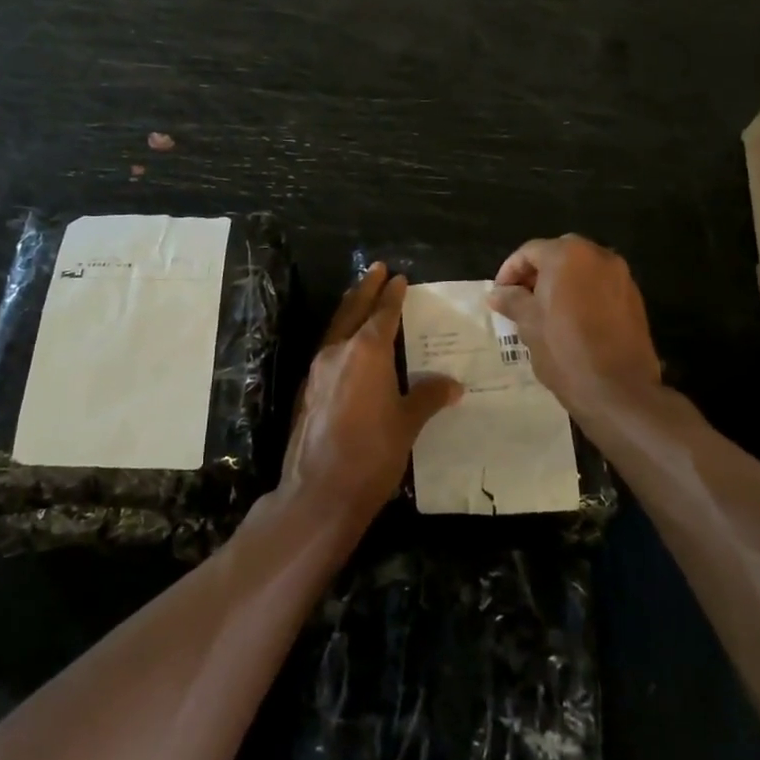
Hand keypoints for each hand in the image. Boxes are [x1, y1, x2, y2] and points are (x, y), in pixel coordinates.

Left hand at [278, 263, 462, 529]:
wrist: (319, 491)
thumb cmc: (372, 454)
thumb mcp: (408, 424)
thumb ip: (427, 397)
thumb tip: (452, 384)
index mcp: (367, 351)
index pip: (383, 313)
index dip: (392, 295)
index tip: (399, 278)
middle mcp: (338, 351)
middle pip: (353, 310)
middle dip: (366, 288)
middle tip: (376, 268)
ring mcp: (317, 370)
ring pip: (336, 328)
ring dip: (350, 310)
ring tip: (360, 298)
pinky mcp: (307, 390)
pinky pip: (327, 351)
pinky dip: (340, 337)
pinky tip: (346, 347)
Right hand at [488, 235, 662, 424]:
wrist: (618, 390)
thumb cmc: (565, 351)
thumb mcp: (528, 324)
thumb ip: (511, 300)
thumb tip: (497, 293)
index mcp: (568, 255)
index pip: (529, 252)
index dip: (509, 272)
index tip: (499, 295)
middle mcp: (598, 256)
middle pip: (558, 255)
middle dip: (537, 273)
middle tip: (520, 299)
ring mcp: (621, 276)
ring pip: (582, 270)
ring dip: (561, 283)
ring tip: (544, 312)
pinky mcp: (634, 299)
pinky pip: (600, 286)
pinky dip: (582, 294)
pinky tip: (571, 321)